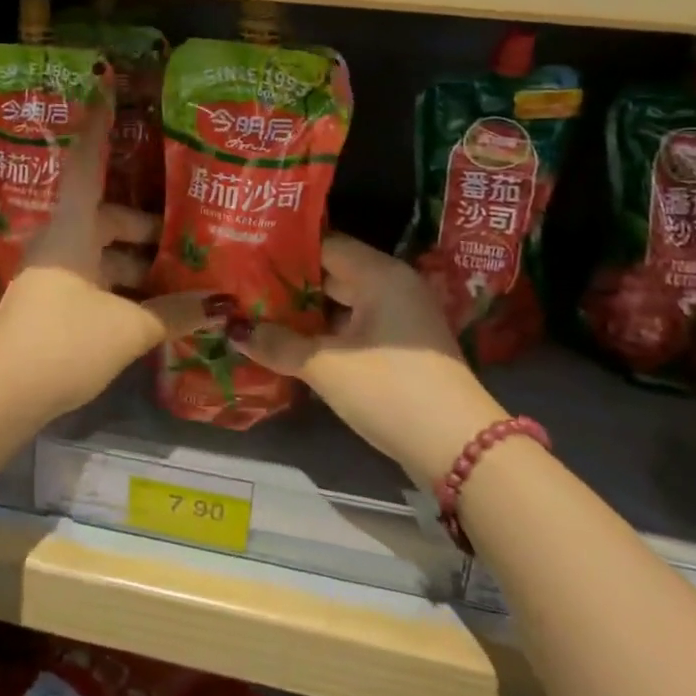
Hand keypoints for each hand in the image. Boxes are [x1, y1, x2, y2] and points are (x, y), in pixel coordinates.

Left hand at [0, 98, 232, 421]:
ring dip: (137, 262)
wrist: (0, 394)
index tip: (106, 86)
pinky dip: (122, 285)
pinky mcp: (51, 301)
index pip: (89, 164)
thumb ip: (175, 314)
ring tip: (181, 275)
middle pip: (107, 216)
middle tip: (188, 233)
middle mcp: (61, 240)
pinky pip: (94, 278)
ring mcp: (52, 272)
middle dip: (146, 227)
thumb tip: (223, 306)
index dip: (100, 125)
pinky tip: (153, 307)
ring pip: (102, 252)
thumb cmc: (63, 341)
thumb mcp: (127, 328)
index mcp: (73, 228)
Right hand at [243, 234, 504, 486]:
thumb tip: (234, 330)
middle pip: (332, 272)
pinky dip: (326, 331)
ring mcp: (400, 317)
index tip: (246, 254)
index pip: (324, 245)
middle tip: (244, 284)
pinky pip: (355, 325)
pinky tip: (292, 342)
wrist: (461, 449)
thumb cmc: (390, 391)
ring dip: (306, 311)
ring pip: (342, 302)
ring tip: (258, 312)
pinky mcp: (402, 346)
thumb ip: (278, 344)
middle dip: (289, 282)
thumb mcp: (327, 368)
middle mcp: (392, 285)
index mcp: (379, 274)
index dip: (284, 250)